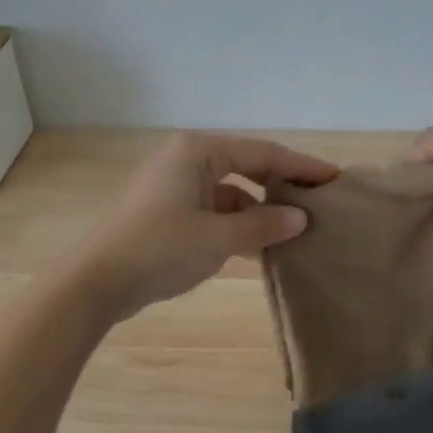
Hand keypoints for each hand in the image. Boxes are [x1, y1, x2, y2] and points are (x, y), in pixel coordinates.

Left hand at [78, 133, 337, 319]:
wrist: (98, 281)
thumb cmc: (160, 249)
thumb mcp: (218, 238)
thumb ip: (263, 225)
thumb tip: (300, 218)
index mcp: (198, 151)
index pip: (263, 152)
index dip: (301, 166)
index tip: (333, 178)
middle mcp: (187, 159)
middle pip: (247, 168)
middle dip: (281, 188)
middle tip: (317, 203)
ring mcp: (176, 186)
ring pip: (231, 192)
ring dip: (259, 212)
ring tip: (293, 232)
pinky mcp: (169, 211)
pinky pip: (214, 210)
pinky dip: (237, 225)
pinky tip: (259, 247)